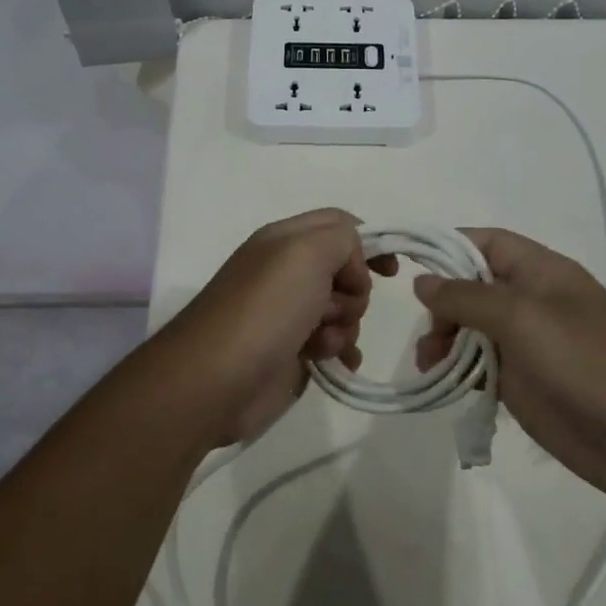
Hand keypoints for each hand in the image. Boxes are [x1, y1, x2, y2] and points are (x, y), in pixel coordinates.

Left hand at [171, 209, 396, 445]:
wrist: (216, 381)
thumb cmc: (265, 310)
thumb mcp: (306, 253)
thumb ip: (342, 238)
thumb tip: (350, 268)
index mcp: (285, 241)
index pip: (339, 224)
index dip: (368, 242)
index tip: (389, 271)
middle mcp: (286, 273)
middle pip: (346, 270)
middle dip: (354, 292)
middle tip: (333, 308)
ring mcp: (288, 314)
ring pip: (343, 310)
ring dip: (345, 326)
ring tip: (322, 342)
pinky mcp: (292, 352)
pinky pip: (333, 344)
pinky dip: (341, 351)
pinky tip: (336, 363)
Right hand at [413, 229, 605, 500]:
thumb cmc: (585, 361)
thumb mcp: (522, 316)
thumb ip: (467, 297)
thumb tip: (423, 282)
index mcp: (540, 272)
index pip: (486, 243)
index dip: (448, 247)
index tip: (408, 264)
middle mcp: (530, 302)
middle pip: (471, 287)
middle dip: (441, 304)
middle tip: (427, 333)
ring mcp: (526, 345)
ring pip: (470, 329)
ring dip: (443, 340)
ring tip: (428, 363)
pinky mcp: (522, 384)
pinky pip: (479, 367)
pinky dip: (457, 371)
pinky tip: (443, 383)